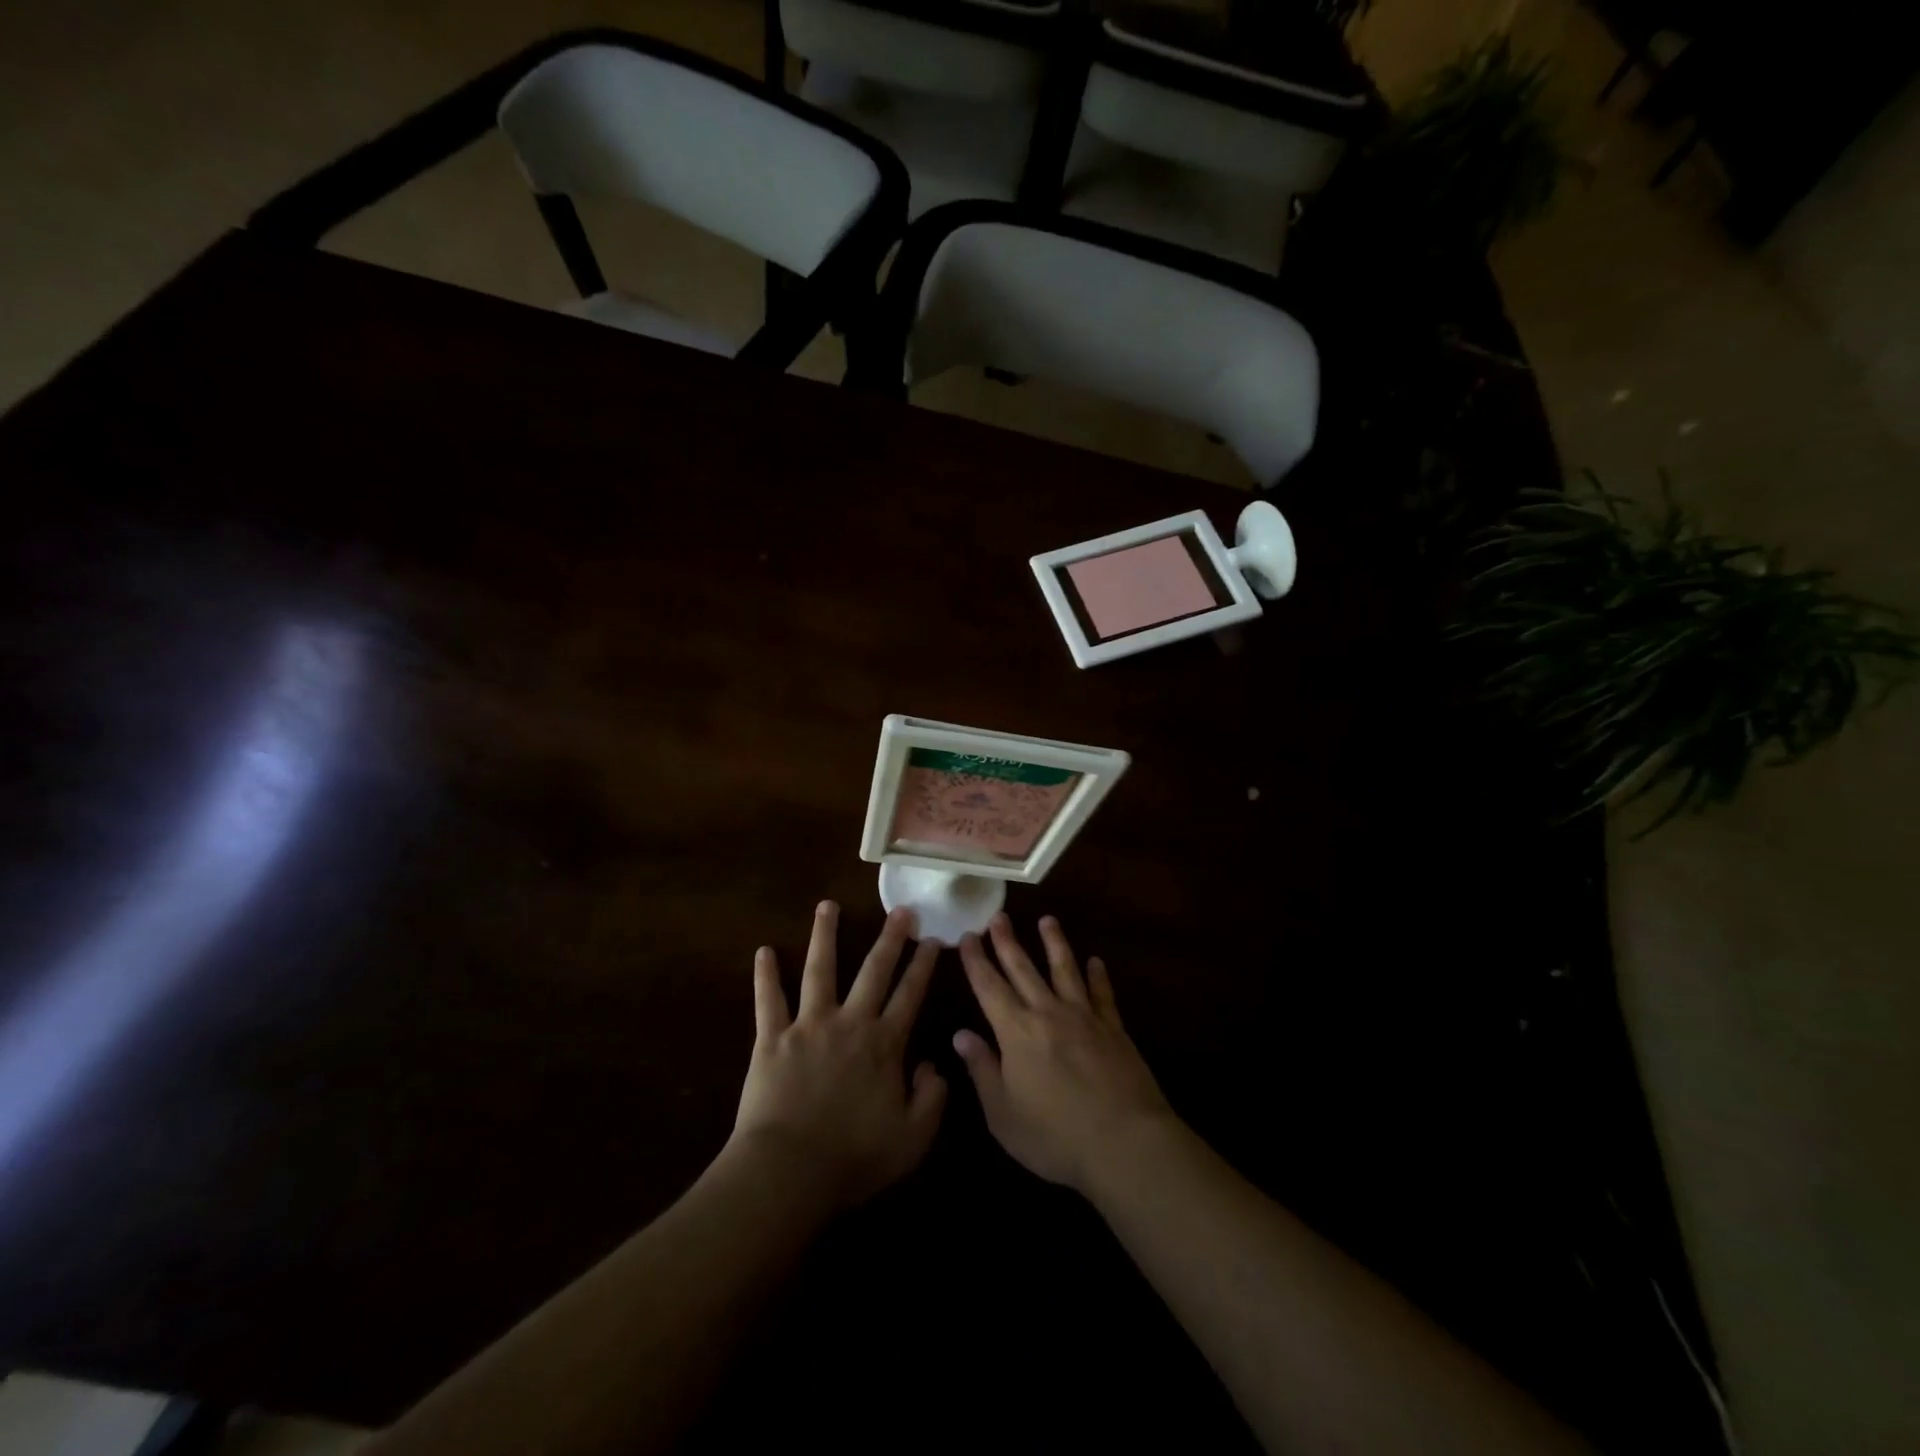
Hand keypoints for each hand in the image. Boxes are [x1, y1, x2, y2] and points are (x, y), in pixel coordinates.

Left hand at [728, 901, 946, 1211]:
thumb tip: (933, 1064)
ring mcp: (808, 1025)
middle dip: (890, 938)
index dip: (924, 966)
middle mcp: (849, 1022)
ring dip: (825, 935)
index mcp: (884, 1044)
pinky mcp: (771, 1038)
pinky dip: (765, 975)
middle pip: (873, 971)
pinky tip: (763, 950)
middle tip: (900, 910)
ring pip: (820, 969)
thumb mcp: (913, 1138)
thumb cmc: (853, 1158)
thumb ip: (932, 1098)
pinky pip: (768, 1000)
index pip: (910, 995)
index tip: (934, 939)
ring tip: (828, 905)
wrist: (788, 1172)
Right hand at [954, 914, 1174, 1193]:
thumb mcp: (1003, 1114)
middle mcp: (1047, 1013)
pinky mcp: (1113, 1027)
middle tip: (998, 915)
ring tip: (1048, 920)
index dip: (976, 961)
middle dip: (1007, 941)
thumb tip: (960, 1034)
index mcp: (1015, 1032)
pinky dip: (1098, 975)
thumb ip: (982, 1070)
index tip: (966, 936)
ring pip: (1064, 969)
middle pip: (1023, 968)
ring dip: (1054, 943)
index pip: (989, 987)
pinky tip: (1096, 961)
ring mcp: (1084, 1016)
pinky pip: (1102, 993)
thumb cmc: (1055, 1136)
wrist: (1124, 1142)